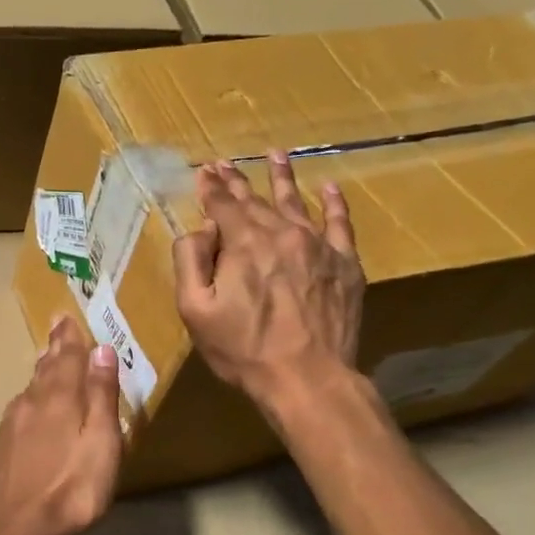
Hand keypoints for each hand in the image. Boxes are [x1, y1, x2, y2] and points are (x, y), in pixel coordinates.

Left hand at [0, 314, 123, 534]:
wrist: (23, 527)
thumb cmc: (75, 486)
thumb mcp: (102, 441)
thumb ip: (101, 395)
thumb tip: (101, 349)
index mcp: (59, 397)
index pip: (67, 357)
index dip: (70, 337)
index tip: (66, 316)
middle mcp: (32, 402)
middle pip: (46, 368)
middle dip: (55, 347)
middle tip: (58, 327)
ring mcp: (14, 423)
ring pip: (32, 387)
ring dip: (43, 369)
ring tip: (48, 357)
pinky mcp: (5, 445)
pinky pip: (22, 407)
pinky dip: (32, 395)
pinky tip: (31, 402)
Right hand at [173, 153, 365, 423]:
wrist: (308, 379)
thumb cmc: (243, 349)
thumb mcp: (194, 310)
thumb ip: (190, 261)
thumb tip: (199, 229)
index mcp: (244, 243)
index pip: (223, 205)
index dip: (210, 188)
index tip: (202, 171)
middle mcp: (282, 233)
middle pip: (256, 200)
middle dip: (236, 181)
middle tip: (225, 163)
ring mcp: (319, 247)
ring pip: (296, 202)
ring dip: (282, 177)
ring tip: (276, 154)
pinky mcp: (345, 265)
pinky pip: (340, 224)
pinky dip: (334, 203)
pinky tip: (329, 187)